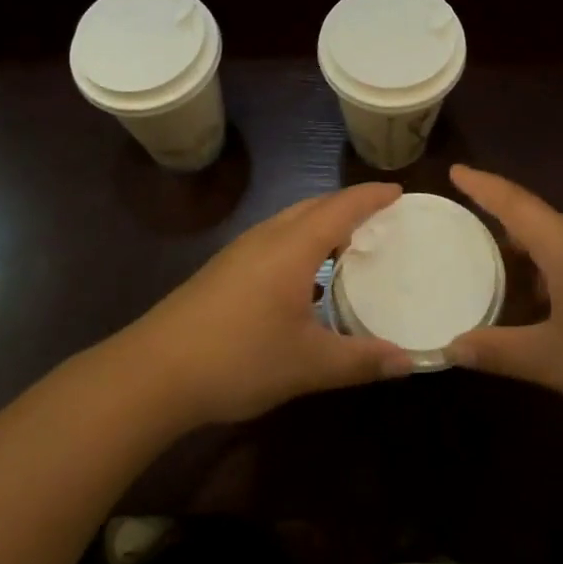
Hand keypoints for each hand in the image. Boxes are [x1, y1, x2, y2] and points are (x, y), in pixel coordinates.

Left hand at [124, 183, 414, 426]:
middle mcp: (266, 238)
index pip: (341, 208)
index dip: (371, 197)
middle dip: (348, 205)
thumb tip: (409, 362)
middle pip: (314, 206)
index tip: (399, 192)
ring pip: (290, 221)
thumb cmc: (238, 358)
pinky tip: (305, 275)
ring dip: (322, 222)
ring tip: (349, 241)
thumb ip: (361, 361)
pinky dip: (301, 240)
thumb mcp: (308, 364)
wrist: (153, 372)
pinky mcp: (223, 270)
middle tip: (381, 217)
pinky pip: (274, 238)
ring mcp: (240, 252)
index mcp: (292, 248)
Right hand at [445, 165, 562, 431]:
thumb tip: (451, 348)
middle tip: (476, 243)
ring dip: (538, 253)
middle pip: (541, 219)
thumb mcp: (553, 361)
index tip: (457, 170)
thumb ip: (498, 351)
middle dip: (508, 227)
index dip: (483, 186)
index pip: (515, 203)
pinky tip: (562, 304)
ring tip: (514, 281)